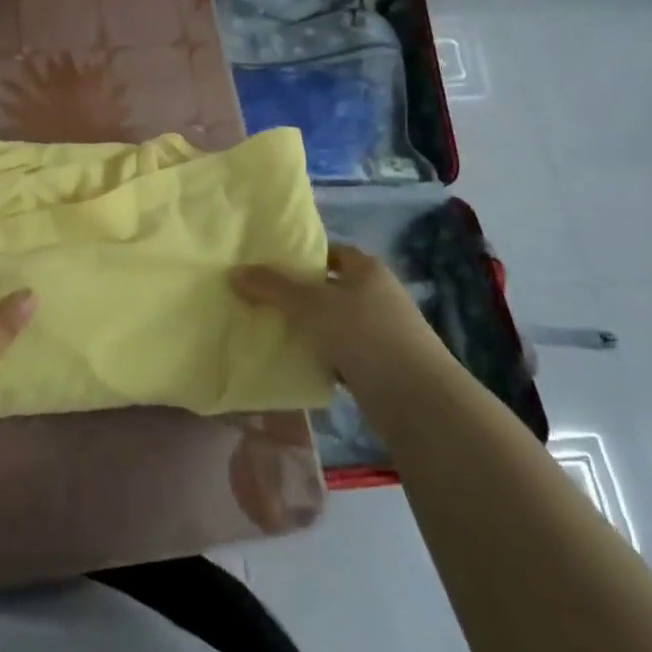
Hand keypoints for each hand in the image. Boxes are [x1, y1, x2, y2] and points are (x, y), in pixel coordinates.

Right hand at [231, 243, 442, 393]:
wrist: (417, 399)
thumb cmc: (365, 335)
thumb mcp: (311, 305)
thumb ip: (272, 287)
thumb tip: (234, 272)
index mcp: (368, 270)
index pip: (332, 252)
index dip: (303, 256)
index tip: (270, 266)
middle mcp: (378, 295)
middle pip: (330, 287)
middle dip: (298, 293)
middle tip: (260, 298)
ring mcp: (382, 332)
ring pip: (334, 322)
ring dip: (308, 327)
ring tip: (269, 329)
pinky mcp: (380, 366)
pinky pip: (341, 353)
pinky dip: (320, 355)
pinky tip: (295, 362)